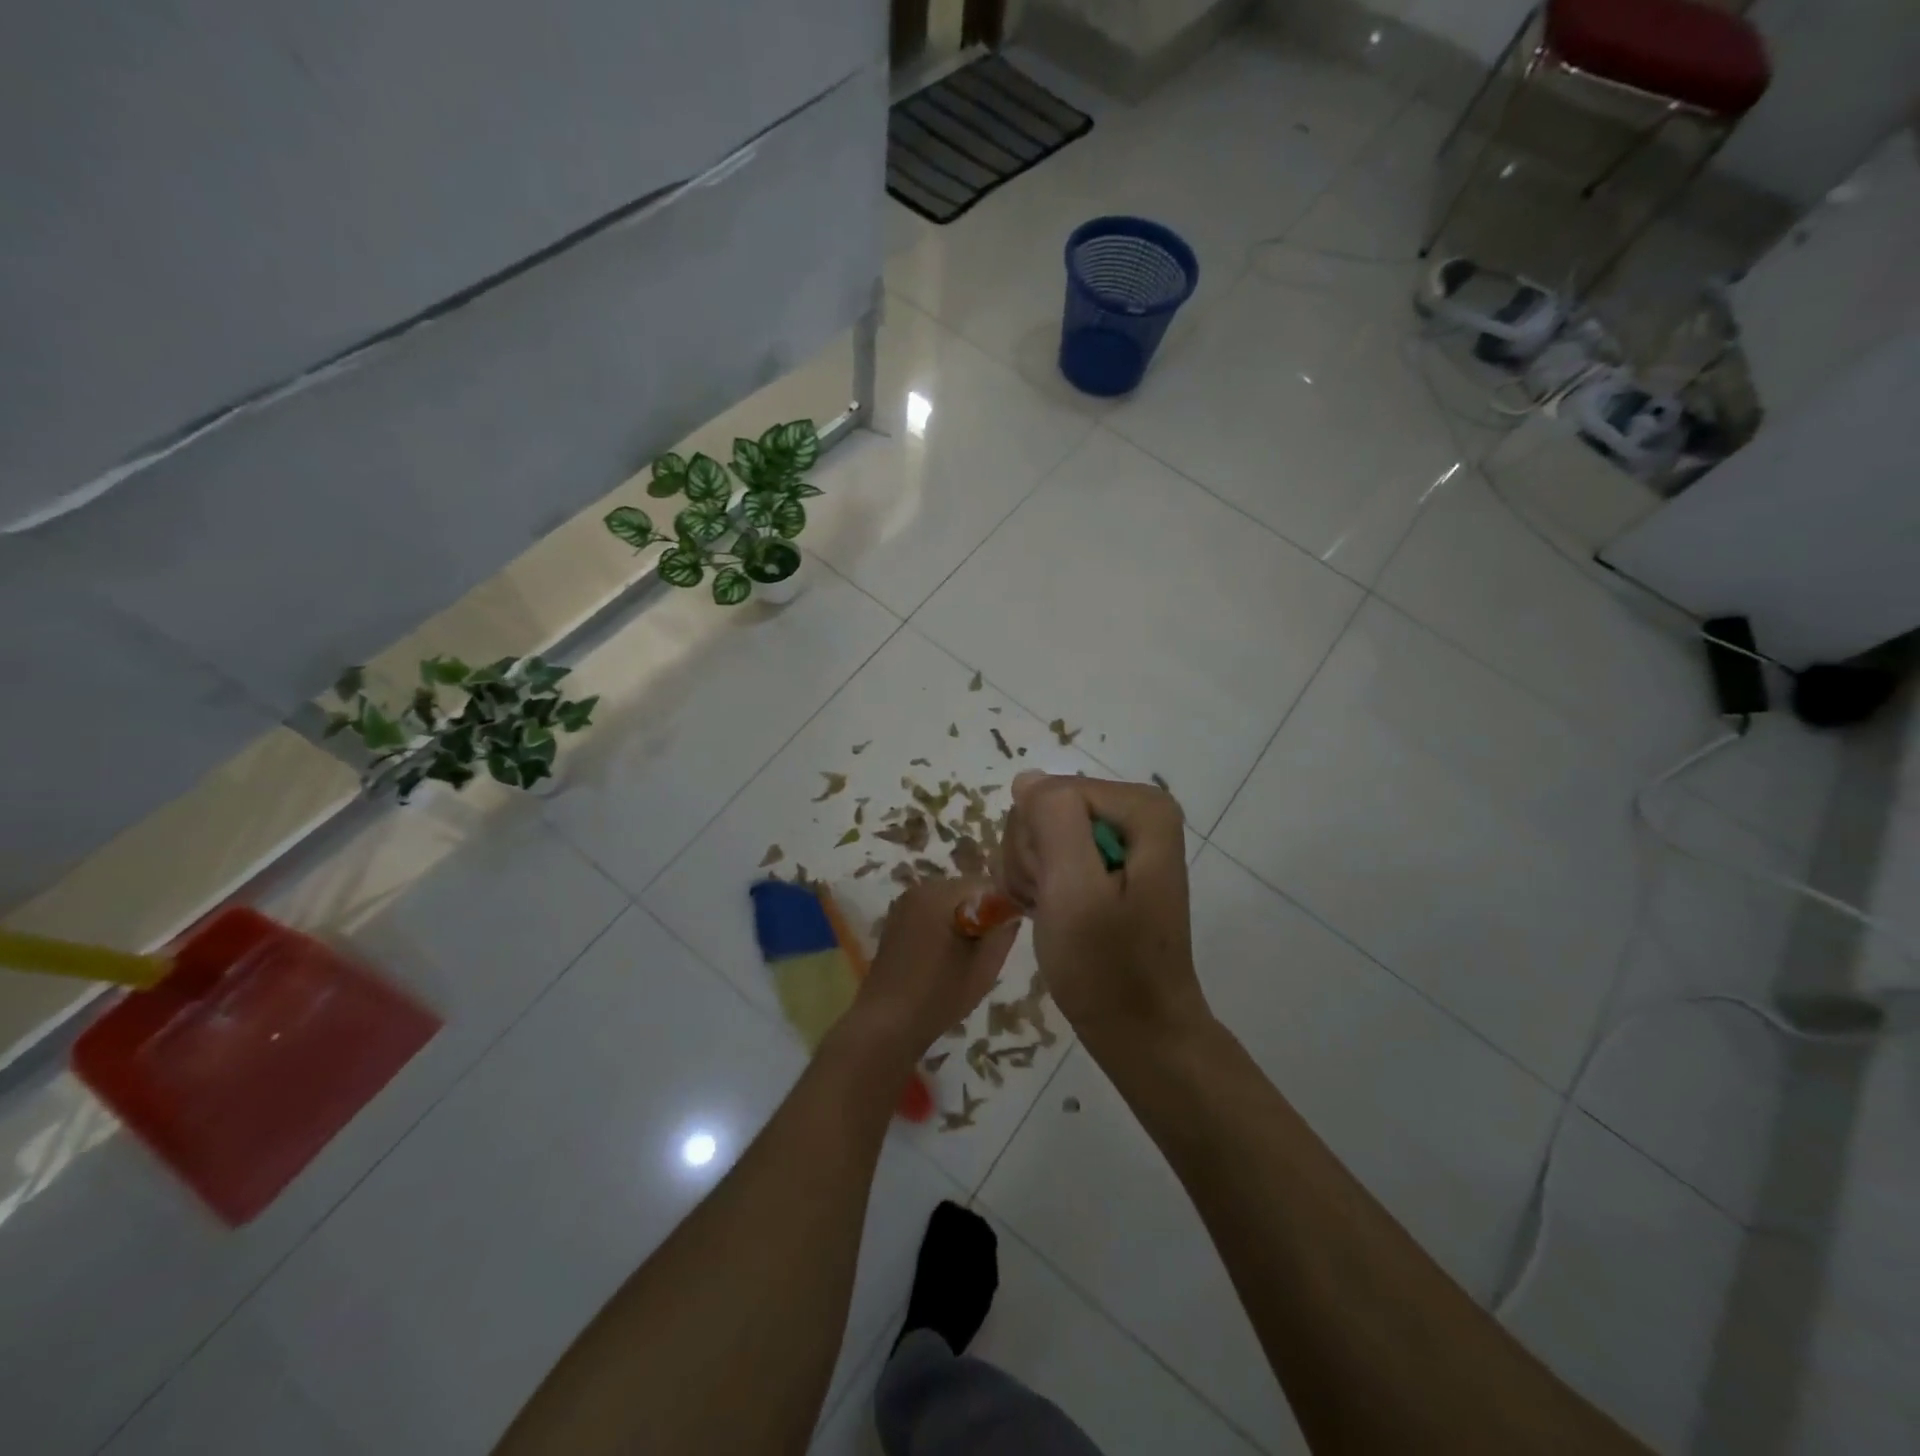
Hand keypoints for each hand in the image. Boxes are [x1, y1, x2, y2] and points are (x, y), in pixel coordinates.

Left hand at [843, 877, 1018, 1070]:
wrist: (885, 1024)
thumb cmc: (938, 996)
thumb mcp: (983, 967)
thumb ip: (1003, 933)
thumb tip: (1011, 912)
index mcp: (939, 894)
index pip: (985, 884)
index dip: (1002, 906)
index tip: (1006, 934)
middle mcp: (919, 890)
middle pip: (965, 890)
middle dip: (981, 913)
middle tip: (986, 950)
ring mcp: (903, 905)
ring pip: (948, 902)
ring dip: (963, 921)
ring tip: (966, 957)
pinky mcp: (896, 921)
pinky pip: (931, 913)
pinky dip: (943, 927)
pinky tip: (944, 958)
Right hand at [1000, 772, 1209, 1053]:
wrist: (1138, 1030)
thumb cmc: (1107, 967)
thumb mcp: (1074, 890)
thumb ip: (1053, 820)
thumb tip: (1028, 780)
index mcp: (1141, 807)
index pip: (1050, 793)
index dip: (1036, 843)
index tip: (1051, 892)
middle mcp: (1135, 811)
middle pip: (1045, 808)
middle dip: (1033, 859)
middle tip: (1052, 905)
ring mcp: (1119, 837)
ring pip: (1038, 831)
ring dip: (1031, 875)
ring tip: (1054, 915)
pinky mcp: (1104, 862)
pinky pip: (1048, 852)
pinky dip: (1039, 886)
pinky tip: (1054, 914)